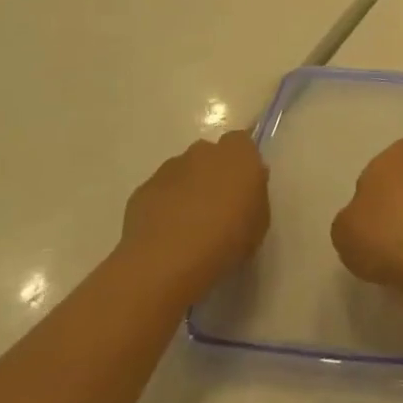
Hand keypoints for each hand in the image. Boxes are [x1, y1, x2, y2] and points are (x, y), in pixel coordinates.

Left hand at [120, 131, 268, 300]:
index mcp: (238, 154)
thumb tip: (245, 190)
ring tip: (189, 226)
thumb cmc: (226, 239)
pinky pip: (160, 193)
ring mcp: (169, 168)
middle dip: (213, 173)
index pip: (242, 142)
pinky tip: (166, 235)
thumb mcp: (259, 223)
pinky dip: (164, 206)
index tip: (243, 187)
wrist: (167, 260)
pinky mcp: (143, 189)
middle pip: (210, 155)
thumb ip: (254, 198)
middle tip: (217, 207)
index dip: (242, 163)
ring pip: (183, 172)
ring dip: (187, 190)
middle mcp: (203, 152)